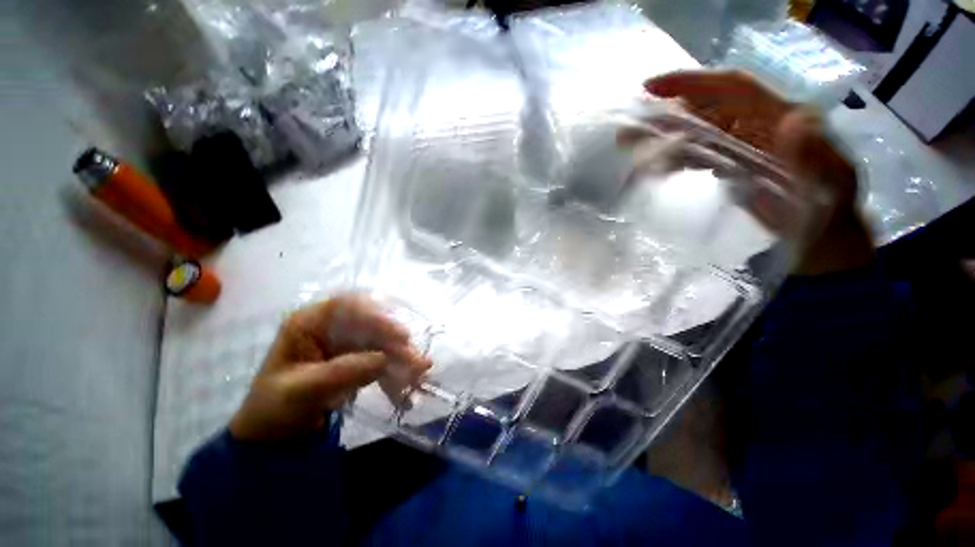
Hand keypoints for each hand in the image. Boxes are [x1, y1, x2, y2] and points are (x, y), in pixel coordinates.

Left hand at [230, 295, 431, 440]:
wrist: (275, 436)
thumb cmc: (276, 410)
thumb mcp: (303, 391)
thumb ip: (341, 372)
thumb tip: (383, 358)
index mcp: (309, 323)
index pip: (347, 307)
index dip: (377, 317)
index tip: (401, 335)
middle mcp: (330, 327)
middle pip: (371, 325)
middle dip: (396, 344)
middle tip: (417, 362)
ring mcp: (345, 343)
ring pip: (380, 342)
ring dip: (401, 358)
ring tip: (419, 375)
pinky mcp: (356, 358)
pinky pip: (381, 360)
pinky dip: (394, 373)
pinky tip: (404, 389)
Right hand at [644, 70, 873, 274]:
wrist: (819, 240)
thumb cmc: (826, 214)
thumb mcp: (828, 186)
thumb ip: (814, 155)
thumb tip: (794, 119)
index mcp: (781, 117)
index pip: (732, 89)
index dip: (692, 83)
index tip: (651, 89)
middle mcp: (757, 125)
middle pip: (706, 110)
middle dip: (665, 117)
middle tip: (627, 132)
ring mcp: (742, 146)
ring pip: (696, 134)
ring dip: (663, 140)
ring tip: (631, 150)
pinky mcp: (732, 165)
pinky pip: (698, 156)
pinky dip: (675, 160)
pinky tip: (657, 169)